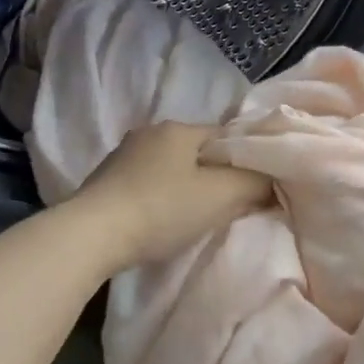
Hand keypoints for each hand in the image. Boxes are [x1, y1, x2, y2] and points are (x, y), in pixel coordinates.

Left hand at [69, 121, 273, 269]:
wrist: (91, 236)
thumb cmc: (161, 209)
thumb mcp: (220, 196)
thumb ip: (254, 183)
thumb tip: (273, 179)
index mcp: (178, 128)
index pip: (225, 136)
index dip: (246, 161)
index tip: (255, 188)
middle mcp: (149, 132)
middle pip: (198, 152)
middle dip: (215, 175)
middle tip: (229, 206)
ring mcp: (123, 155)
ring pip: (172, 168)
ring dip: (186, 187)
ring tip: (195, 217)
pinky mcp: (105, 180)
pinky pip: (147, 183)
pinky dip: (161, 197)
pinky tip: (161, 219)